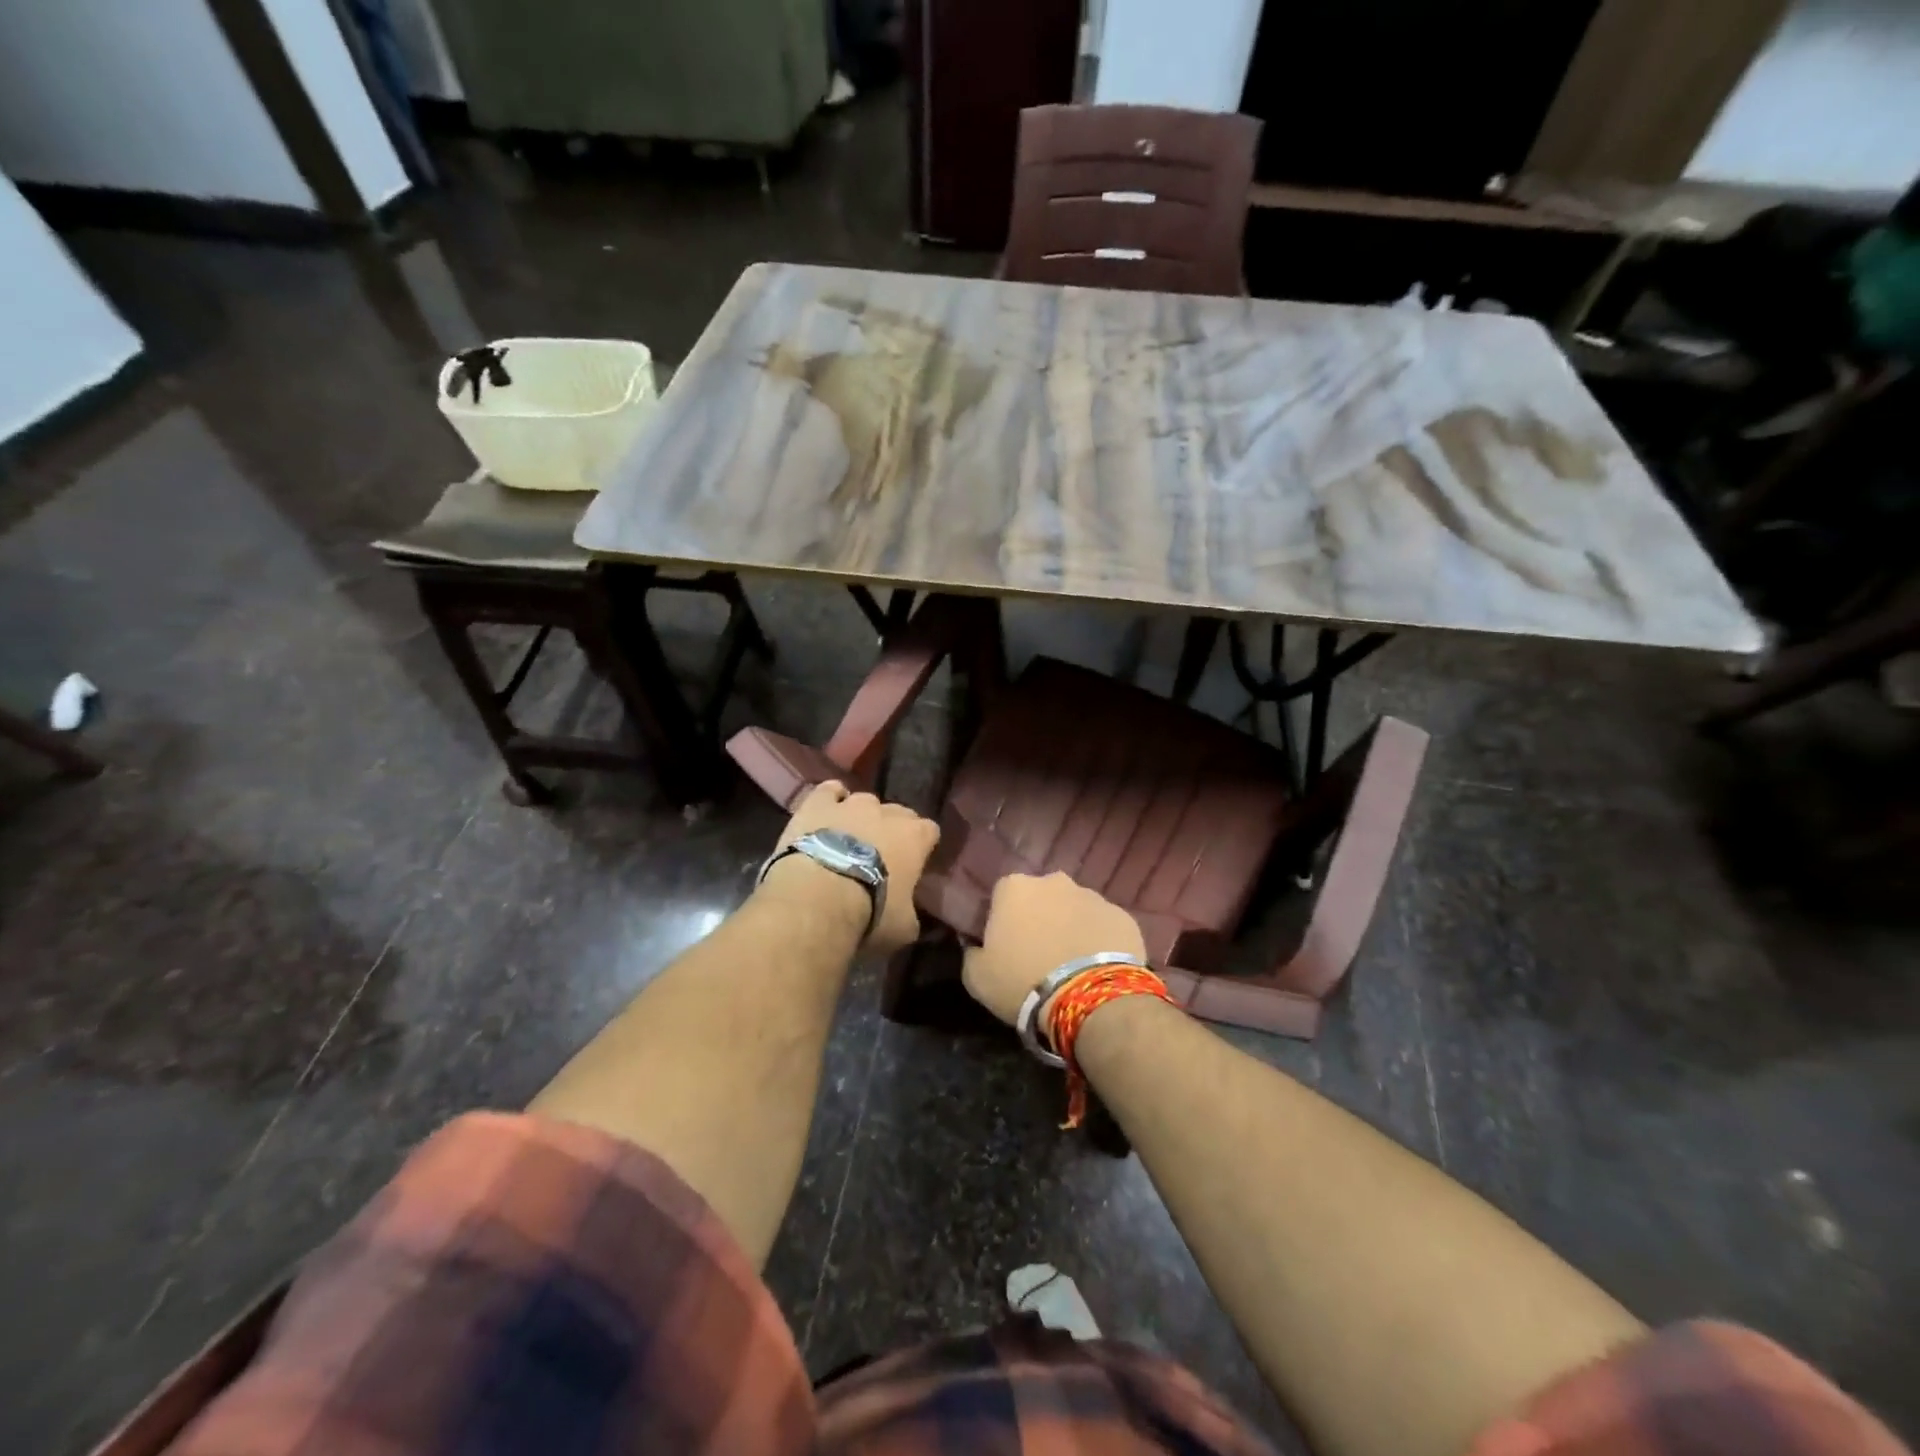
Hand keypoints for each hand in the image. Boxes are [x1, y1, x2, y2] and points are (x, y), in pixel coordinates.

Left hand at [764, 781, 939, 955]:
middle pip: (898, 812)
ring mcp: (852, 804)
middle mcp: (887, 812)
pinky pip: (829, 790)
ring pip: (864, 801)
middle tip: (880, 854)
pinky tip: (826, 812)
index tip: (914, 862)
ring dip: (861, 817)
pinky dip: (831, 799)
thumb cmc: (869, 914)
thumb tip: (908, 914)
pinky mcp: (818, 803)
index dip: (922, 845)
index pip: (930, 831)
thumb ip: (911, 913)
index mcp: (916, 838)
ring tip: (848, 838)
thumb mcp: (904, 928)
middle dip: (892, 829)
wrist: (817, 898)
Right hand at [961, 872, 1147, 1024]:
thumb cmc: (1023, 982)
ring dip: (1070, 927)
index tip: (1005, 946)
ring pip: (1074, 909)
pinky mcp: (1122, 915)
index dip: (1002, 920)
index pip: (1001, 896)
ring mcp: (1092, 895)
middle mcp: (1054, 881)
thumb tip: (976, 947)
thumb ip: (971, 954)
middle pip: (1041, 897)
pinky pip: (1103, 926)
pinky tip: (1096, 968)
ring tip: (1071, 964)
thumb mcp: (977, 978)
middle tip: (1039, 954)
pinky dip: (1098, 940)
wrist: (1090, 998)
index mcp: (1014, 887)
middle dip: (1040, 918)